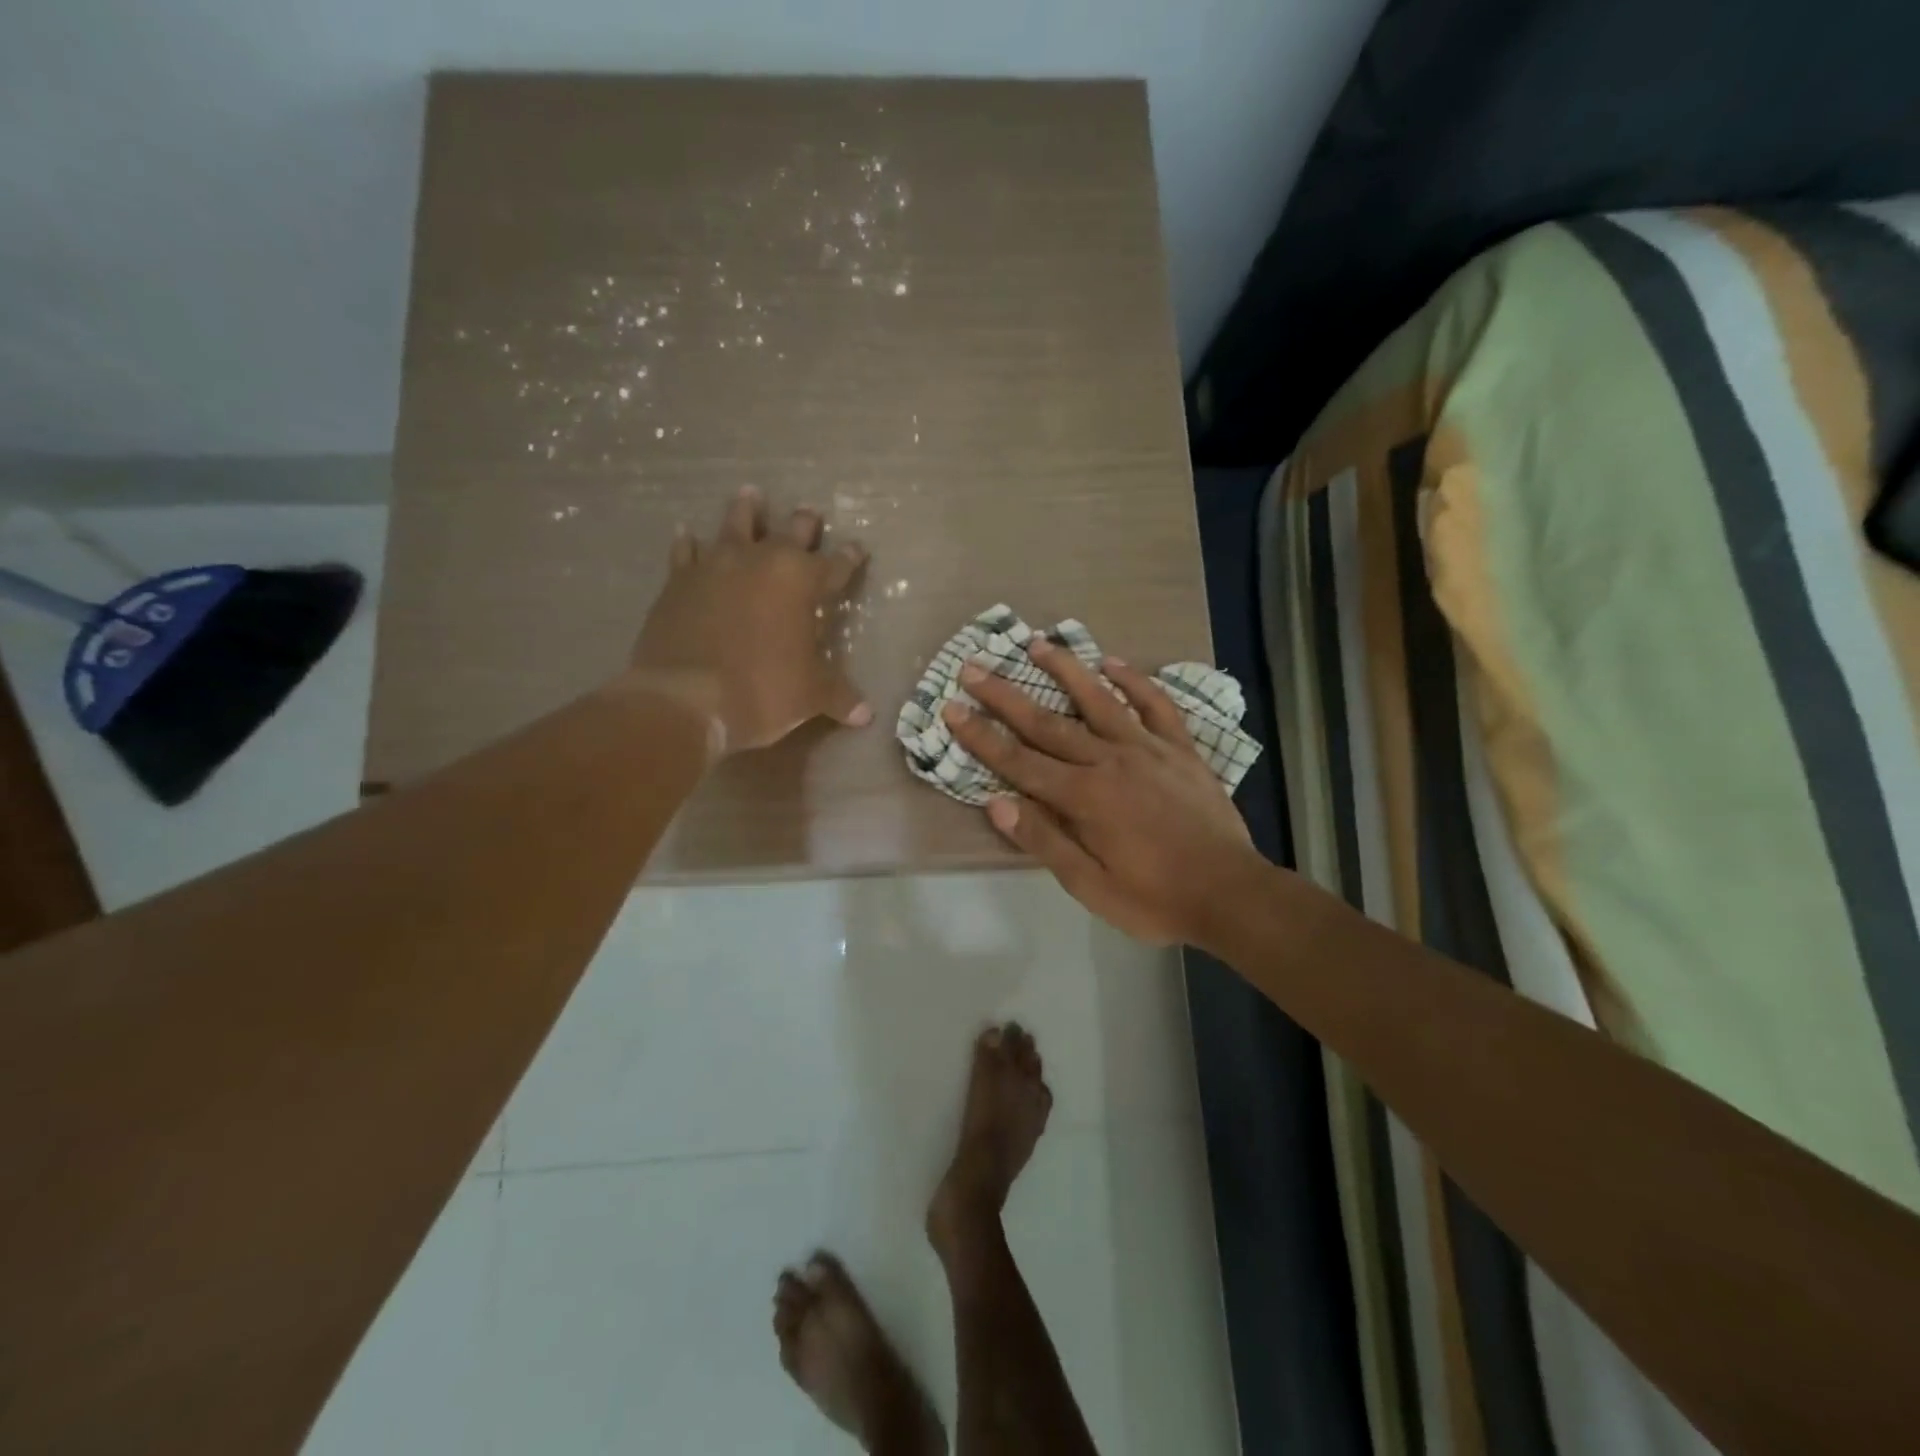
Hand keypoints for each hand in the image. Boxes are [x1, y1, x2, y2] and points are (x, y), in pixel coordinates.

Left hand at [631, 487, 870, 753]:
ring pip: (735, 525)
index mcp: (801, 582)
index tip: (858, 549)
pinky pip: (686, 552)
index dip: (850, 558)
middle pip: (789, 532)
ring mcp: (716, 565)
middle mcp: (761, 561)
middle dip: (803, 524)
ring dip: (746, 510)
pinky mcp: (678, 580)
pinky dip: (689, 544)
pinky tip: (687, 535)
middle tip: (809, 512)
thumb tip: (866, 715)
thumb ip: (839, 696)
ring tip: (750, 494)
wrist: (684, 697)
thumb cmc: (762, 691)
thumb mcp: (810, 697)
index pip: (836, 565)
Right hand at [944, 639, 1260, 945]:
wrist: (1231, 893)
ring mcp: (1149, 749)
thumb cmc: (1155, 897)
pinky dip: (1135, 682)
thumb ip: (1044, 841)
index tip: (951, 708)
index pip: (1019, 761)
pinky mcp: (1180, 749)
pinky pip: (1156, 706)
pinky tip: (1114, 663)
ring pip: (1100, 700)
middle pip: (1048, 723)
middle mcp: (1110, 761)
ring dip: (1066, 670)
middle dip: (1006, 695)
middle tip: (974, 667)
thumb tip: (996, 802)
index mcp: (1084, 797)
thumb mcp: (1091, 886)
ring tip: (1038, 643)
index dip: (981, 736)